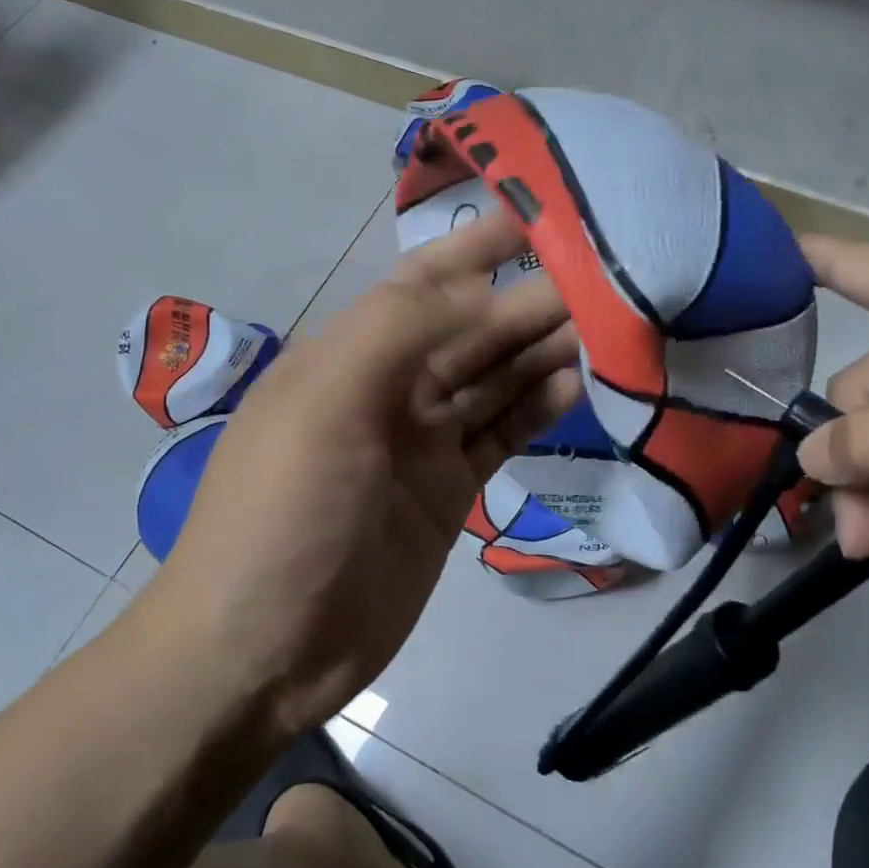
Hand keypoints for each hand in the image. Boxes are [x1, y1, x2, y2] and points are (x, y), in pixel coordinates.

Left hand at [158, 212, 580, 731]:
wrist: (264, 651)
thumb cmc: (282, 517)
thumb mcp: (324, 406)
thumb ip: (399, 334)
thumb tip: (485, 290)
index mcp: (346, 356)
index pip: (420, 284)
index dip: (474, 249)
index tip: (538, 216)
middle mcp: (387, 390)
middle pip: (469, 331)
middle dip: (525, 301)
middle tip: (601, 279)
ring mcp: (421, 444)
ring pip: (492, 380)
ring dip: (540, 351)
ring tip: (604, 327)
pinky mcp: (449, 493)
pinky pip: (501, 435)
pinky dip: (537, 409)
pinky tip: (576, 386)